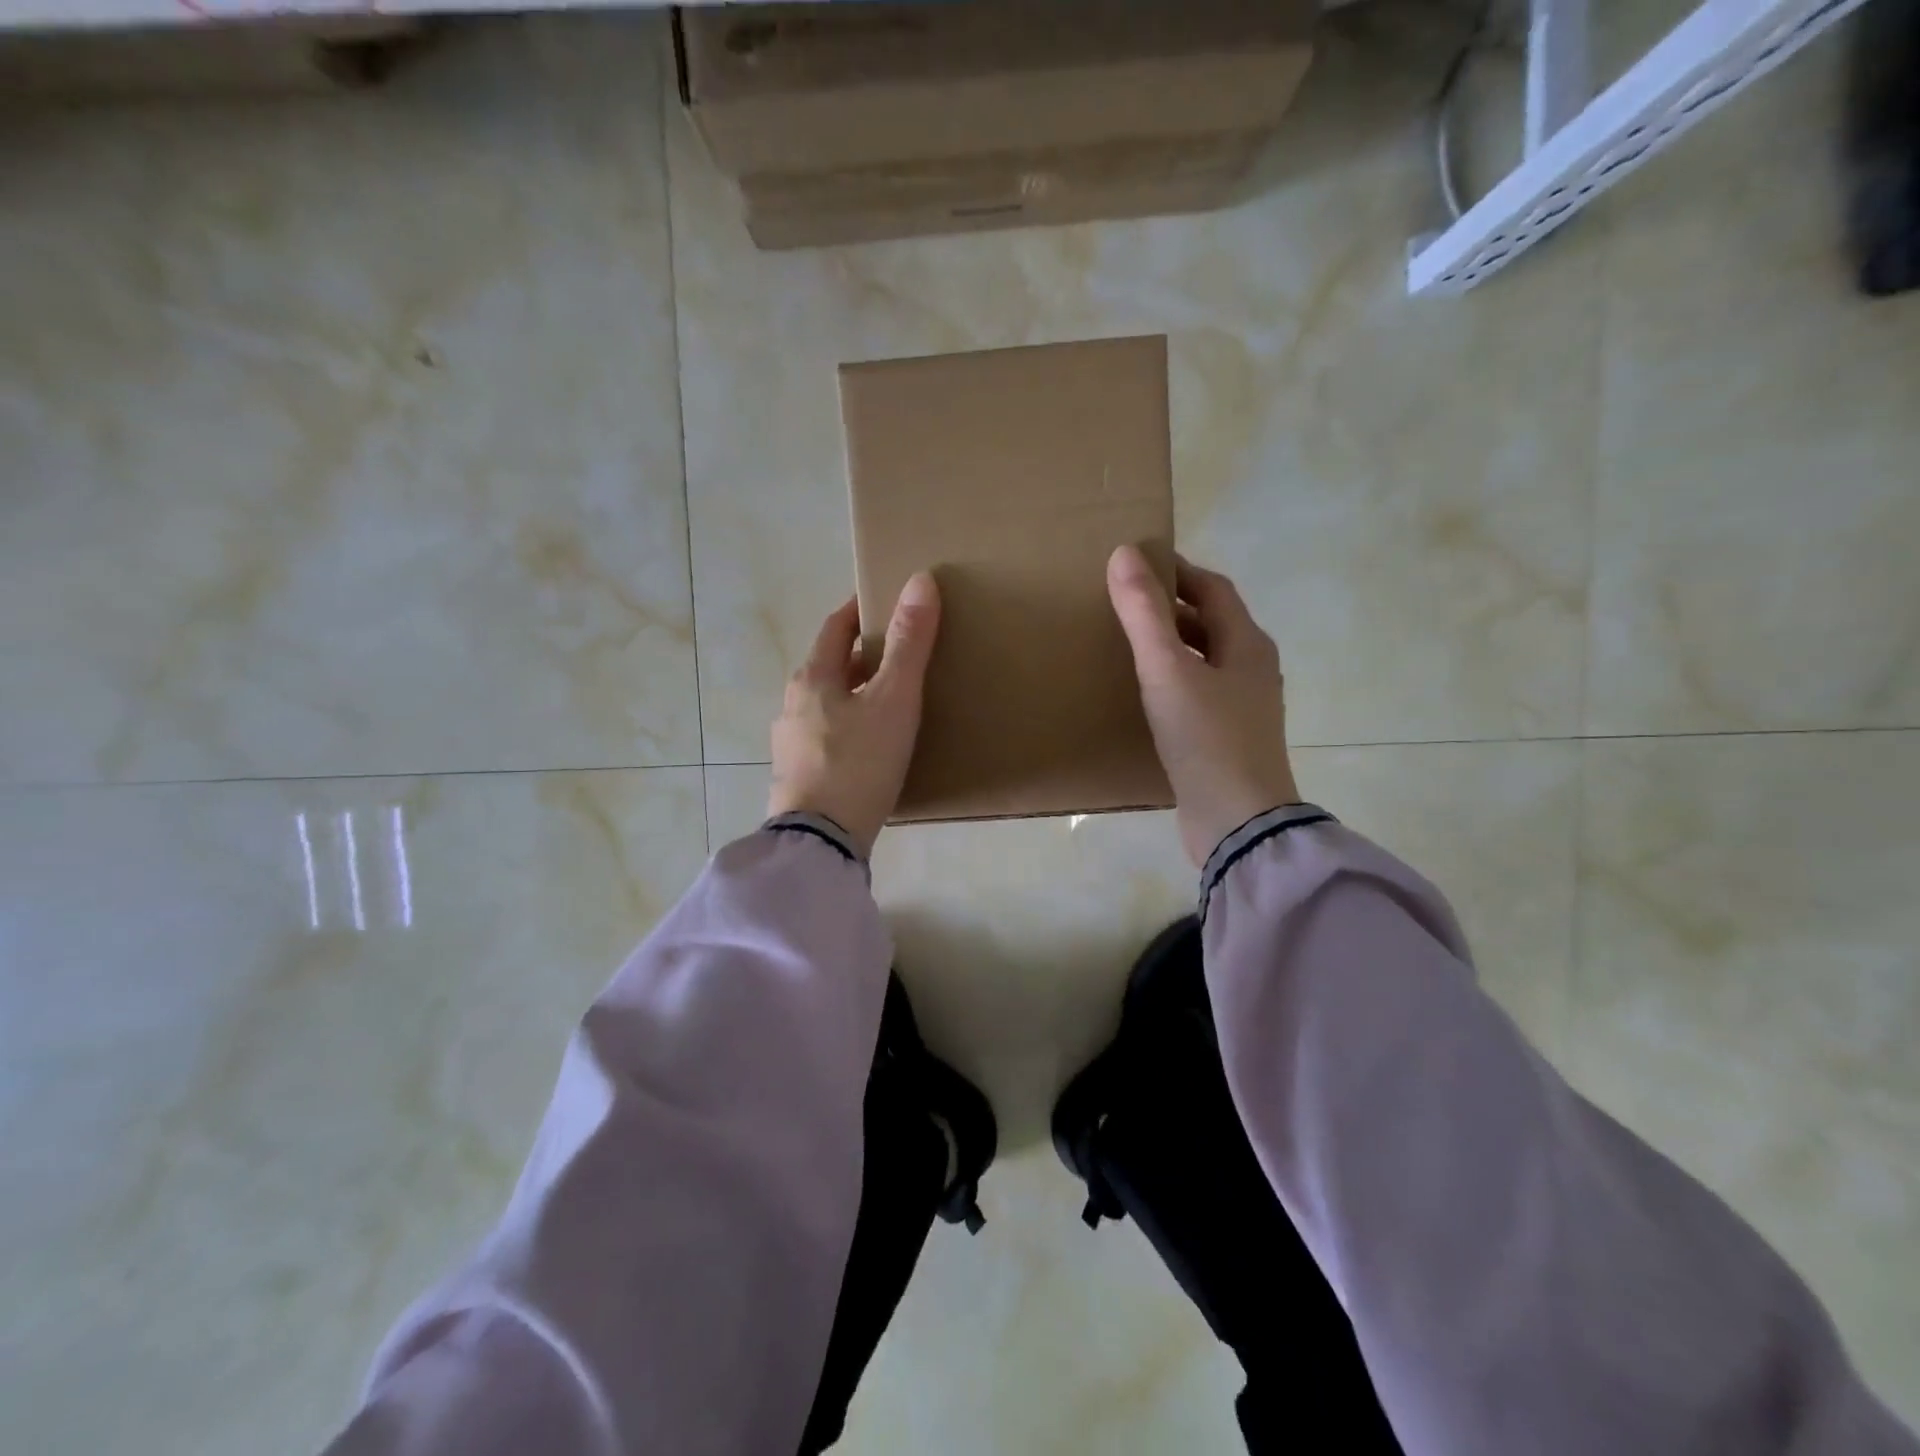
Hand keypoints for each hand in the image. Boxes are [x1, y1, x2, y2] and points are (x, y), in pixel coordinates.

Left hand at [768, 573, 940, 857]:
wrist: (821, 842)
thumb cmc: (858, 762)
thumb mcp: (893, 700)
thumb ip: (909, 644)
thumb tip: (921, 581)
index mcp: (812, 679)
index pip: (834, 628)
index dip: (858, 611)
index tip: (883, 601)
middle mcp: (793, 705)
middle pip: (828, 667)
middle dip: (860, 655)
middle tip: (899, 652)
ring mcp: (791, 744)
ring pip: (827, 704)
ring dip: (855, 694)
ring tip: (890, 700)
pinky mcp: (798, 777)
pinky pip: (827, 736)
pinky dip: (850, 727)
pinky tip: (871, 746)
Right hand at [1107, 545, 1300, 867]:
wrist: (1238, 822)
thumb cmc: (1206, 739)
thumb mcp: (1168, 671)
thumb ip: (1144, 614)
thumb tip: (1124, 554)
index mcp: (1247, 645)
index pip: (1213, 589)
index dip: (1177, 571)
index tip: (1136, 563)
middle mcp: (1252, 670)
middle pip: (1211, 623)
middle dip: (1171, 608)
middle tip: (1123, 603)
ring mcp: (1243, 707)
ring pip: (1204, 660)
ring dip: (1171, 646)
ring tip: (1127, 644)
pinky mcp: (1227, 739)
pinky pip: (1198, 694)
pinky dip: (1172, 682)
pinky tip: (1144, 695)